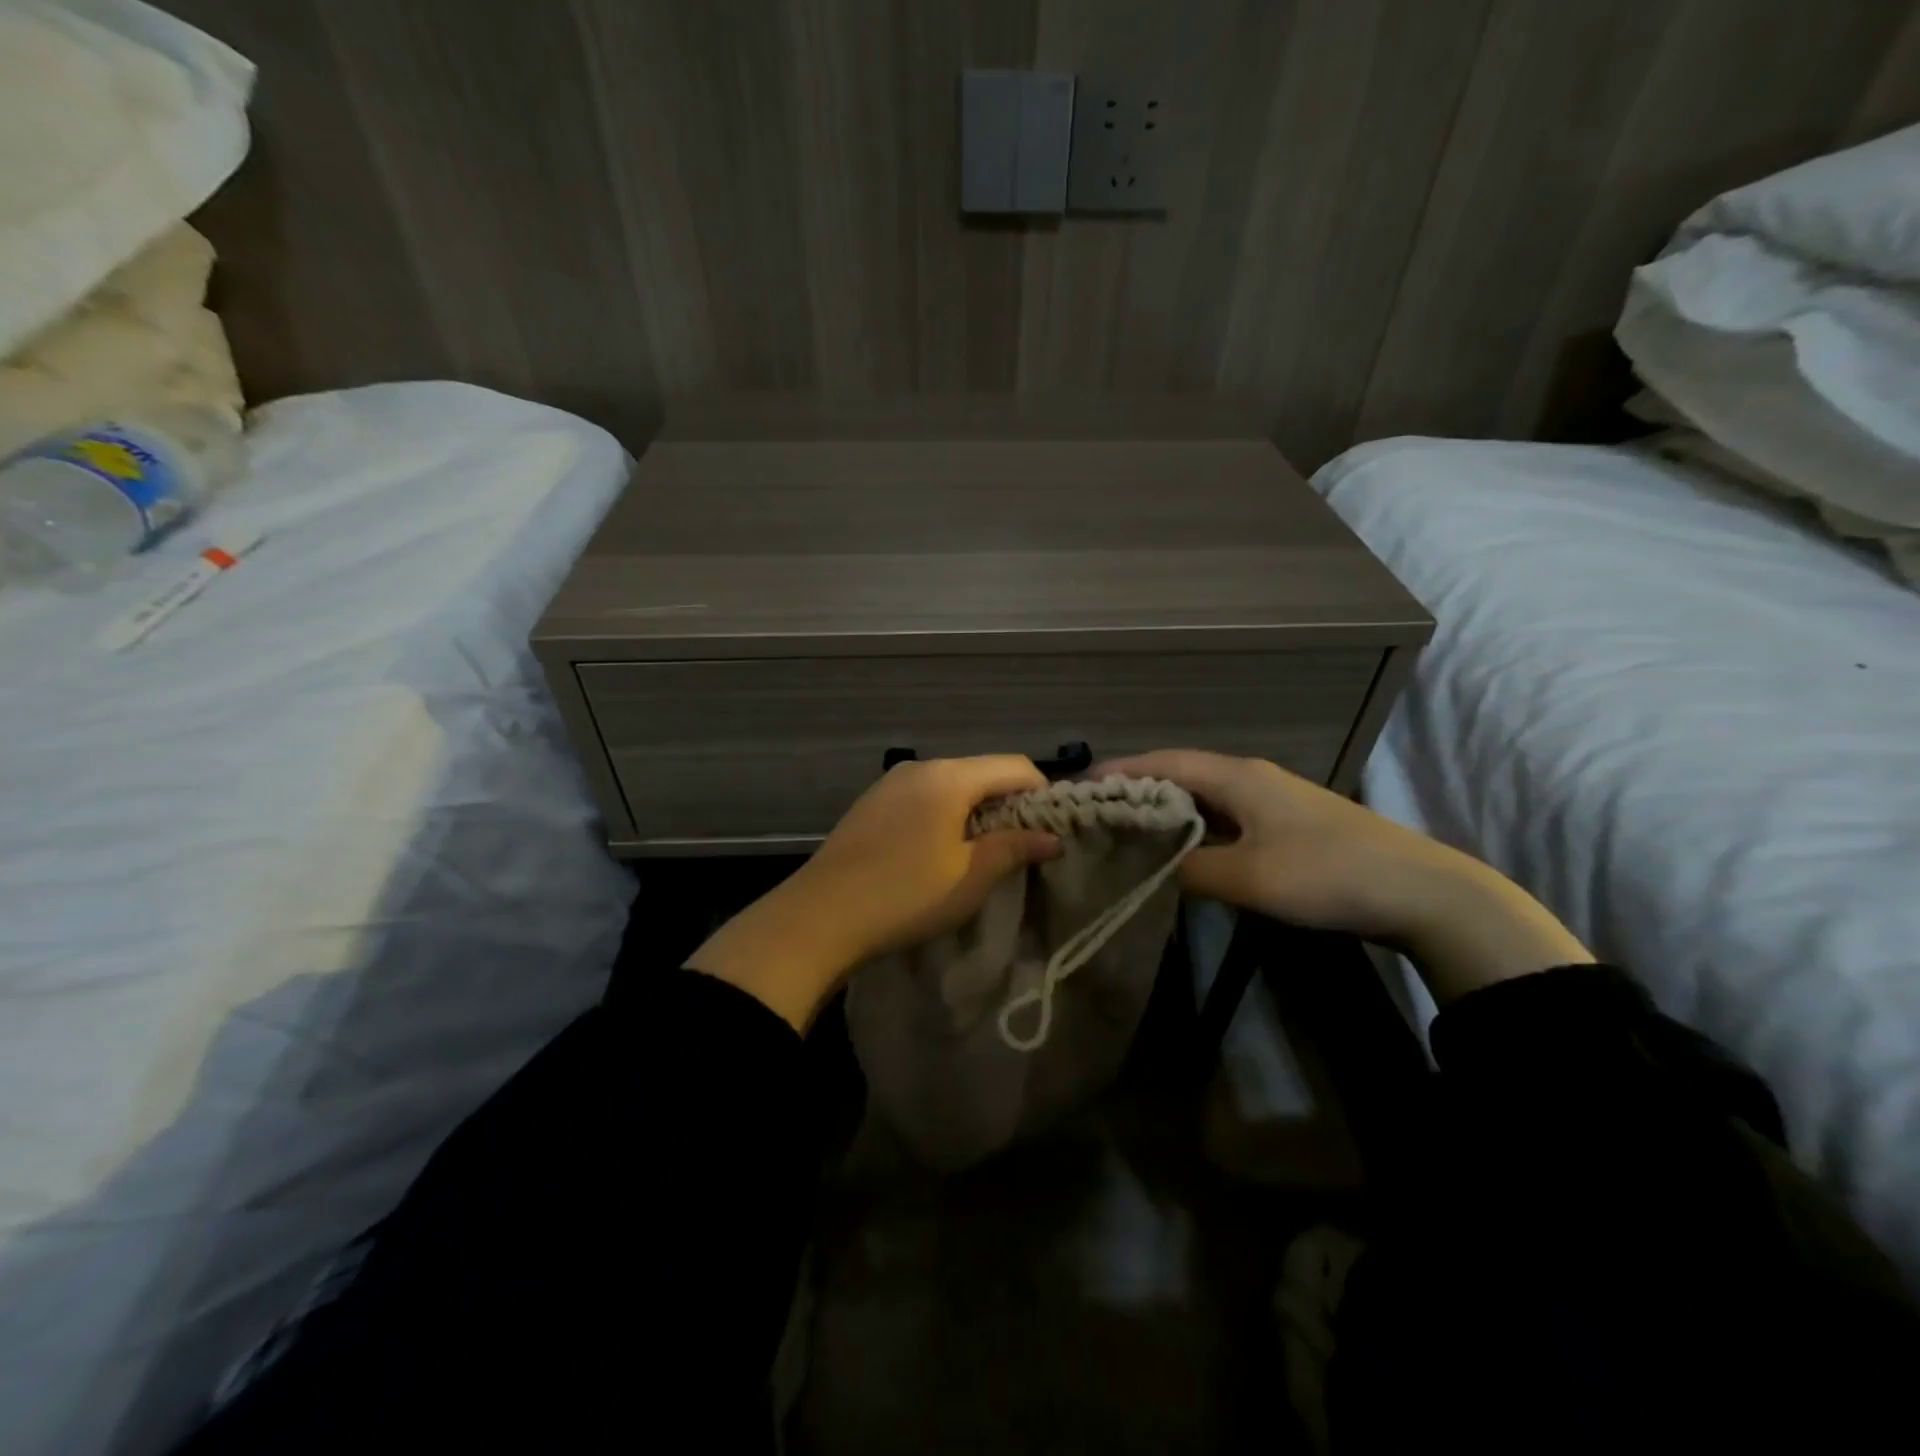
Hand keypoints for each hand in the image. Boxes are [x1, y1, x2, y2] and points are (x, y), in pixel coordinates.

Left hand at [686, 756, 1061, 1029]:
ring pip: (952, 785)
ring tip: (981, 853)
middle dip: (1009, 804)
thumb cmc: (906, 894)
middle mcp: (920, 767)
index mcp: (949, 776)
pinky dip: (945, 814)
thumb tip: (1052, 836)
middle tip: (1021, 847)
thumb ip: (1015, 847)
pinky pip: (923, 797)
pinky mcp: (871, 803)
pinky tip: (939, 851)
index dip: (1042, 793)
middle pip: (982, 772)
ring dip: (976, 811)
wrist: (819, 916)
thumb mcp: (970, 876)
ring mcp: (890, 783)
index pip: (1014, 766)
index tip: (1051, 830)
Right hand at [1096, 750, 1591, 999]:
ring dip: (1166, 810)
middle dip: (1136, 789)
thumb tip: (1153, 868)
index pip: (1163, 763)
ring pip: (1204, 797)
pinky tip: (1183, 850)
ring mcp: (1273, 799)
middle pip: (1180, 774)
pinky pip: (1225, 816)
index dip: (1119, 771)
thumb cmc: (1325, 873)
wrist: (1421, 890)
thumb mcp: (1247, 876)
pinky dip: (1194, 827)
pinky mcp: (1288, 824)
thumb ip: (1190, 869)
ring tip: (1128, 830)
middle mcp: (1251, 777)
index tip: (1079, 785)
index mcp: (1236, 775)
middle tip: (1096, 812)